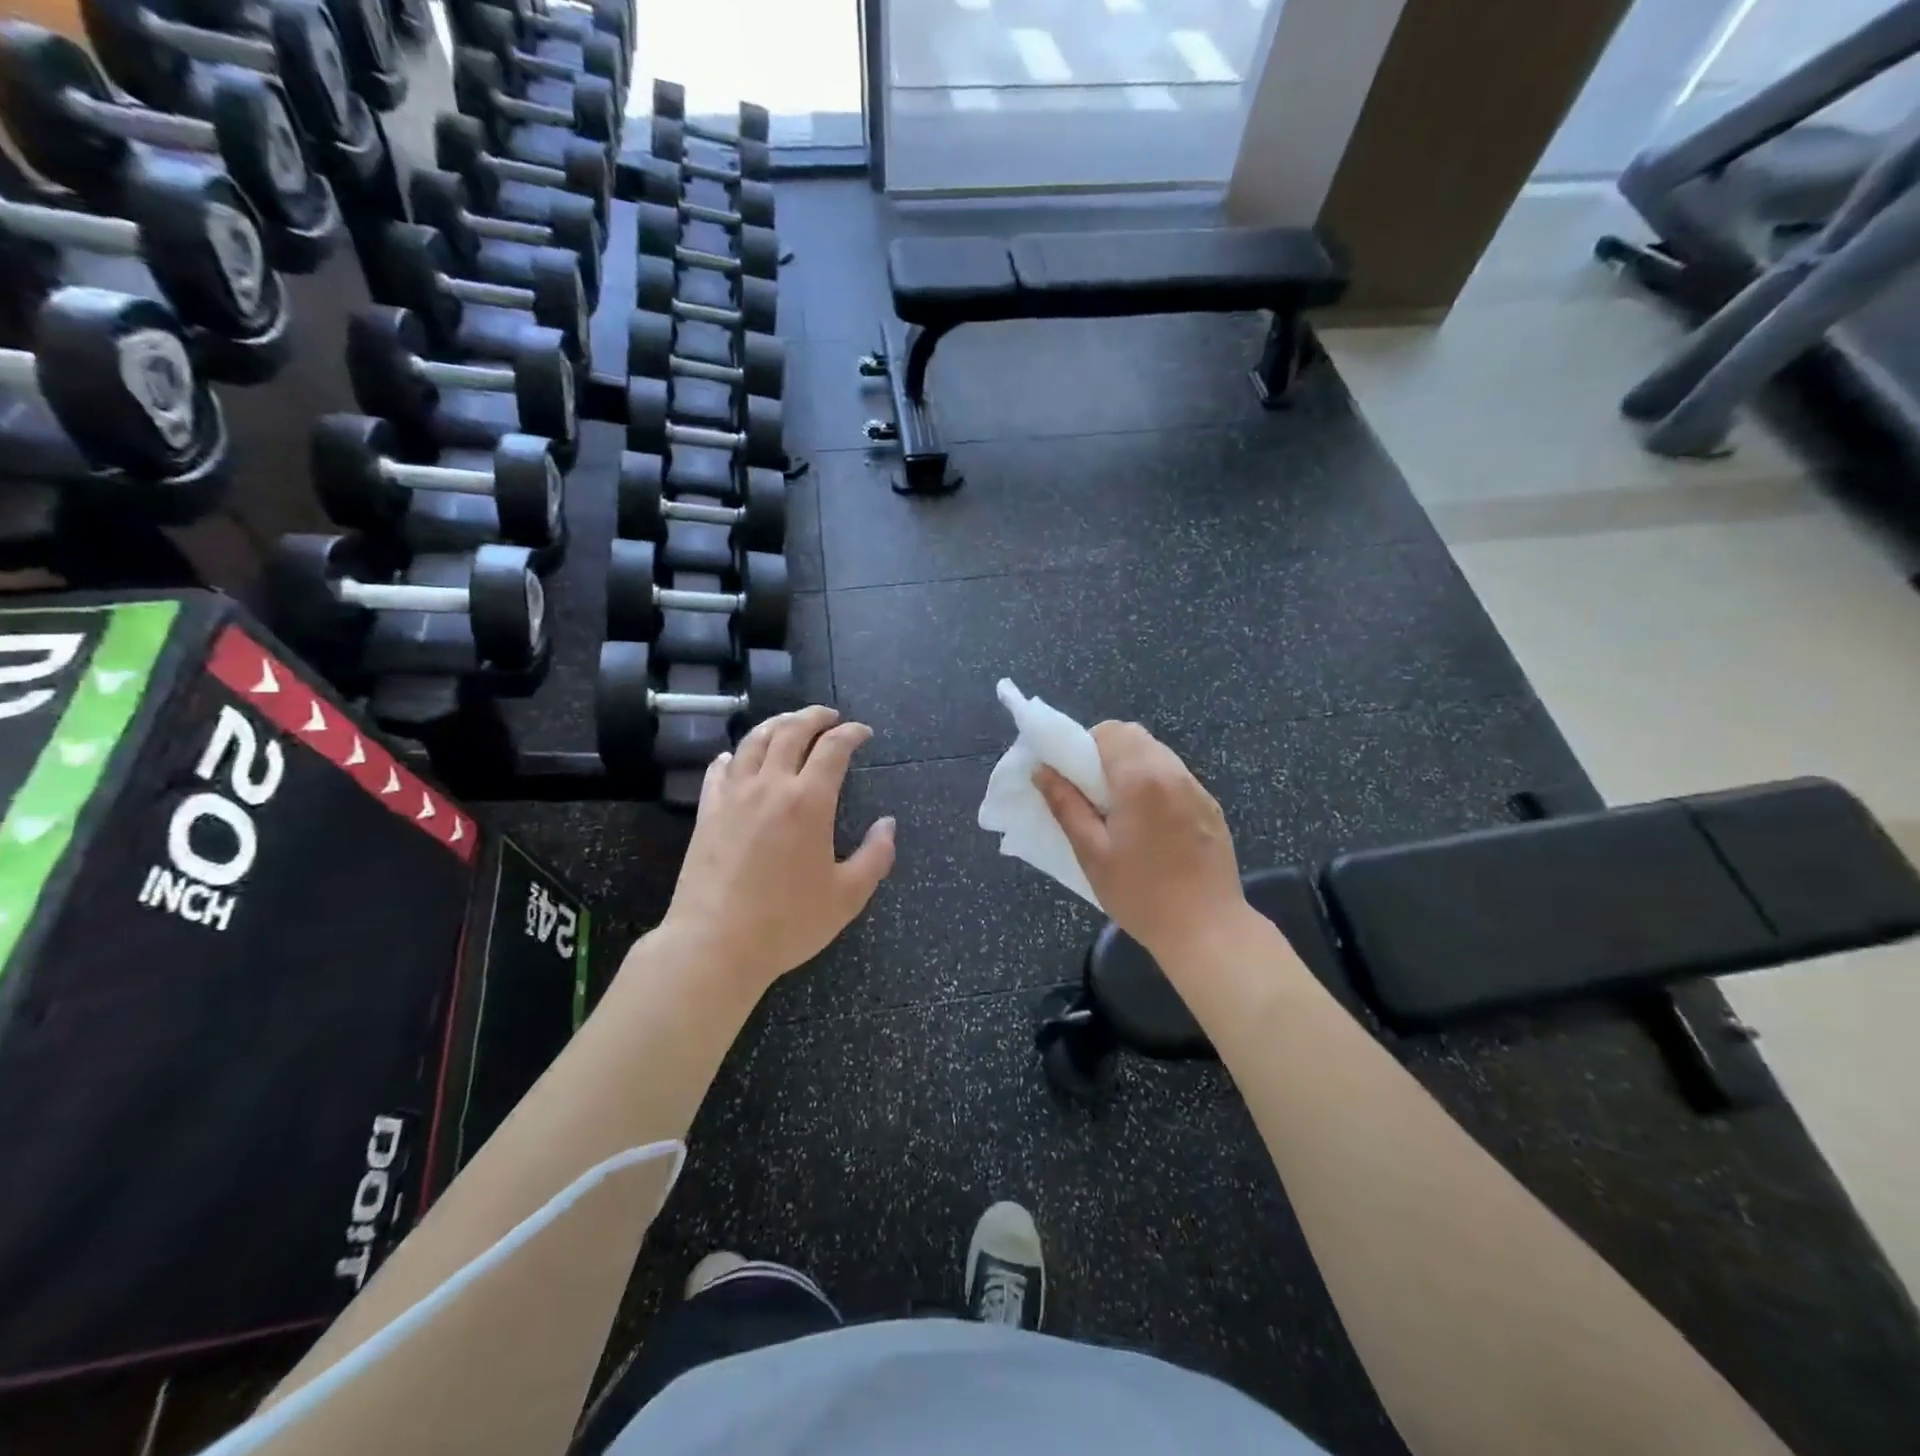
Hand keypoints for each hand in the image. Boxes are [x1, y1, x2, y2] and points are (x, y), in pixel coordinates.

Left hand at [659, 706, 894, 992]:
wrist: (715, 944)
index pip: (833, 748)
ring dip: (777, 724)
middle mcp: (770, 786)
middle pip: (791, 731)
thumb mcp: (848, 896)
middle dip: (814, 716)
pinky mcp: (707, 812)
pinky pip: (720, 769)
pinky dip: (735, 754)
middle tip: (830, 716)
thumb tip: (888, 825)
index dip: (852, 733)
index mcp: (808, 801)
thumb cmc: (788, 922)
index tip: (863, 733)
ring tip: (790, 723)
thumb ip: (876, 856)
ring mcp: (733, 796)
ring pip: (754, 741)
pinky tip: (738, 757)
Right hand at [1034, 722, 1245, 963]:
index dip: (1086, 745)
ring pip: (1157, 754)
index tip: (1075, 777)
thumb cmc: (1140, 894)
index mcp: (1140, 779)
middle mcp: (1173, 772)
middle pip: (1135, 737)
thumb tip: (1042, 771)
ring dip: (1133, 767)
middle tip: (1093, 794)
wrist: (1207, 929)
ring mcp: (1197, 789)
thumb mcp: (1092, 853)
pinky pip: (1176, 778)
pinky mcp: (1211, 807)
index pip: (1110, 731)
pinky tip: (1151, 826)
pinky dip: (1156, 785)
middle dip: (1108, 753)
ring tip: (1122, 811)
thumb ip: (1066, 805)